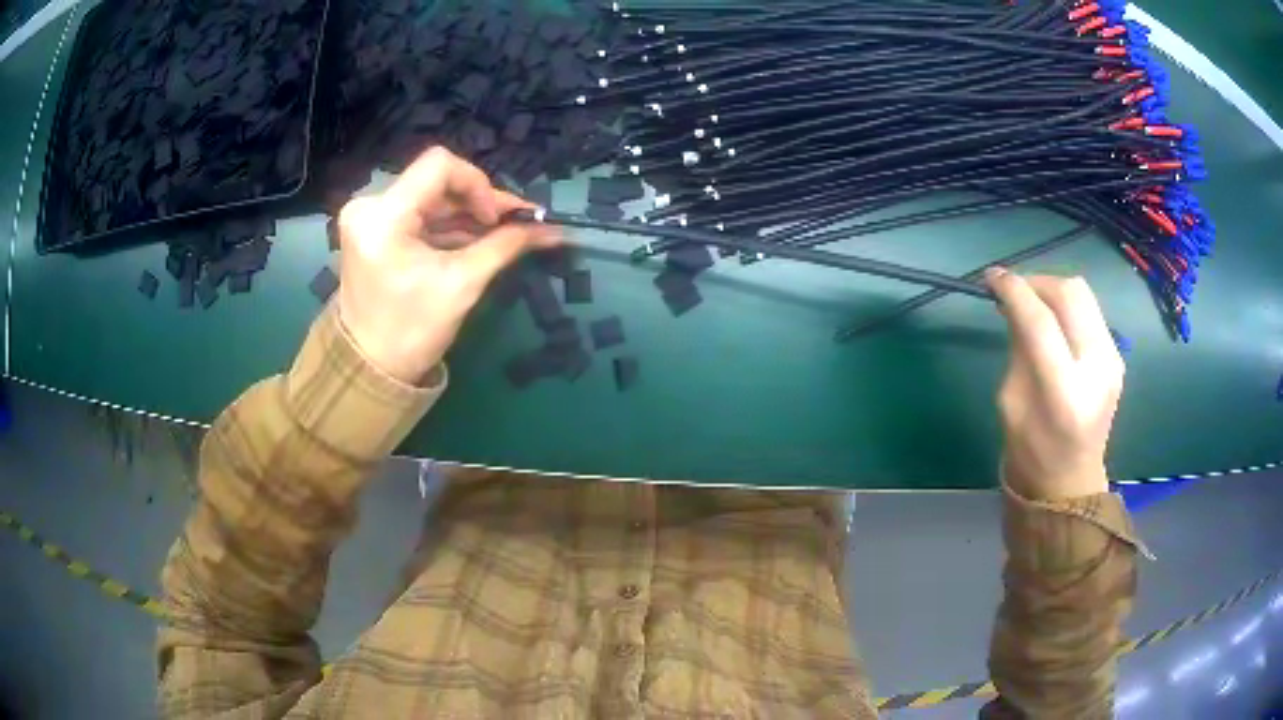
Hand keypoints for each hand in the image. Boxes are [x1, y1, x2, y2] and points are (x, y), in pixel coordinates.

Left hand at [336, 147, 558, 384]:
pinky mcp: (374, 231)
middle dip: (479, 203)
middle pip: (436, 183)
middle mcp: (369, 206)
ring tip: (503, 235)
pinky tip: (476, 241)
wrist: (370, 370)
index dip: (478, 185)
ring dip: (467, 216)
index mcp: (383, 216)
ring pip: (431, 199)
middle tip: (516, 225)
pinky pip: (419, 216)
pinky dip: (449, 227)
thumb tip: (551, 229)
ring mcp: (369, 218)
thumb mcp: (462, 284)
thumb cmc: (412, 331)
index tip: (496, 220)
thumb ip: (505, 246)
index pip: (440, 165)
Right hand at [985, 269, 1123, 500]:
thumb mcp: (1010, 401)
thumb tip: (1014, 304)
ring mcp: (1112, 360)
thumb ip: (1017, 348)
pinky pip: (1090, 311)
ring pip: (1083, 293)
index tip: (991, 278)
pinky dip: (1066, 305)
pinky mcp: (1116, 356)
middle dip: (1036, 281)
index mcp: (1065, 392)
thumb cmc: (1030, 452)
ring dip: (1052, 288)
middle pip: (1070, 294)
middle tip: (1013, 289)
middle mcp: (1097, 368)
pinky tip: (1051, 320)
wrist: (1070, 482)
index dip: (1014, 290)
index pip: (1040, 322)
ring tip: (1031, 302)